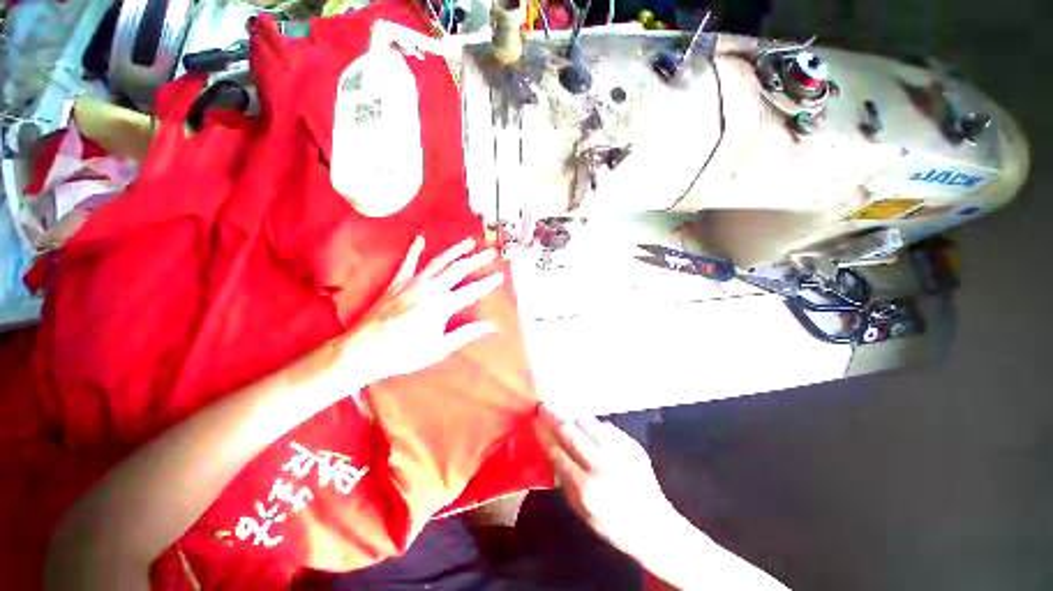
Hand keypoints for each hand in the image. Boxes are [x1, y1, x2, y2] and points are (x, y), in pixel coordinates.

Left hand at [342, 235, 504, 382]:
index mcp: (441, 306)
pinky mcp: (396, 282)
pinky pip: (407, 262)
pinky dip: (414, 250)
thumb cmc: (404, 353)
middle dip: (477, 260)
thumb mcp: (439, 348)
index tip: (500, 275)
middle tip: (490, 252)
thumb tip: (490, 326)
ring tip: (469, 242)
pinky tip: (419, 239)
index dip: (487, 283)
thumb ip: (466, 334)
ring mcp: (412, 283)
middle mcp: (429, 289)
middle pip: (458, 269)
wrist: (364, 350)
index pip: (472, 291)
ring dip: (455, 250)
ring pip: (438, 261)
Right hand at [533, 405, 677, 558]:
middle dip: (554, 416)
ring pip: (589, 423)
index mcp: (585, 488)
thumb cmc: (611, 523)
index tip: (535, 420)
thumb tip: (551, 450)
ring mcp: (619, 452)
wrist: (653, 525)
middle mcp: (601, 465)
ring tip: (563, 412)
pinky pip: (606, 426)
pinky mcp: (632, 444)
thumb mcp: (580, 510)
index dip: (544, 434)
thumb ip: (564, 479)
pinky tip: (588, 426)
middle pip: (571, 432)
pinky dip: (593, 425)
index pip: (557, 452)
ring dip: (573, 416)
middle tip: (544, 406)